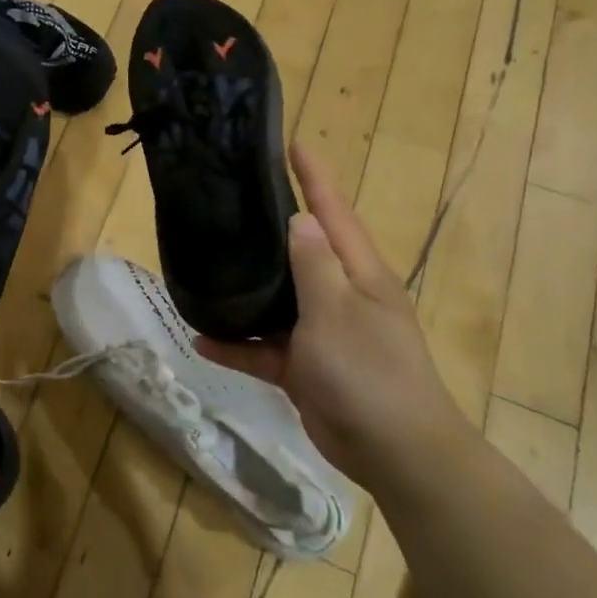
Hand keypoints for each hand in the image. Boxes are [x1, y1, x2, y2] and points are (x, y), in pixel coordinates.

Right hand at [197, 143, 467, 491]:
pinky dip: (237, 346)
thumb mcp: (337, 310)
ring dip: (245, 290)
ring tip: (205, 265)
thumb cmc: (369, 371)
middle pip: (301, 251)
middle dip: (270, 225)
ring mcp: (322, 332)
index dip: (314, 177)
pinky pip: (264, 348)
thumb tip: (301, 219)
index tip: (293, 144)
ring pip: (276, 300)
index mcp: (359, 273)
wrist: (395, 453)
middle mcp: (340, 295)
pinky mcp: (305, 367)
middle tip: (232, 198)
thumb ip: (315, 264)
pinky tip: (201, 341)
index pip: (333, 212)